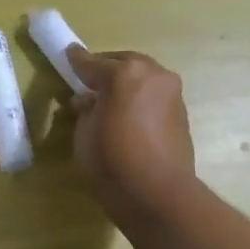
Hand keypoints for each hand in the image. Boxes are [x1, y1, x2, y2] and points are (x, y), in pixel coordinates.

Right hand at [66, 45, 196, 230]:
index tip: (68, 54)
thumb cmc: (112, 163)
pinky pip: (154, 95)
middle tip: (88, 81)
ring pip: (142, 77)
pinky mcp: (181, 111)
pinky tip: (128, 114)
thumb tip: (89, 100)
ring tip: (109, 100)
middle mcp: (153, 74)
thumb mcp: (84, 135)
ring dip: (126, 84)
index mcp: (124, 74)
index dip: (77, 61)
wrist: (158, 194)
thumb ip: (86, 110)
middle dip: (105, 69)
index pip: (93, 63)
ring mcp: (171, 92)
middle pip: (124, 63)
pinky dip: (139, 98)